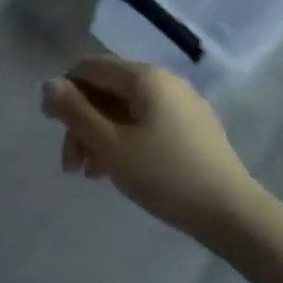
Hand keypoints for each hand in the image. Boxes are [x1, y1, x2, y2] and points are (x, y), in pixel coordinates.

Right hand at [41, 56, 263, 238]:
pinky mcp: (191, 126)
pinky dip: (124, 139)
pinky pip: (145, 121)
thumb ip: (75, 112)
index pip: (88, 68)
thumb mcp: (111, 146)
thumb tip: (49, 84)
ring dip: (99, 134)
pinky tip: (119, 170)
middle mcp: (163, 81)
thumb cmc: (166, 176)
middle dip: (81, 122)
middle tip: (70, 164)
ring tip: (91, 174)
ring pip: (124, 109)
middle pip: (105, 90)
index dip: (63, 91)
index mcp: (144, 77)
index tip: (50, 126)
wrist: (233, 214)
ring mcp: (181, 103)